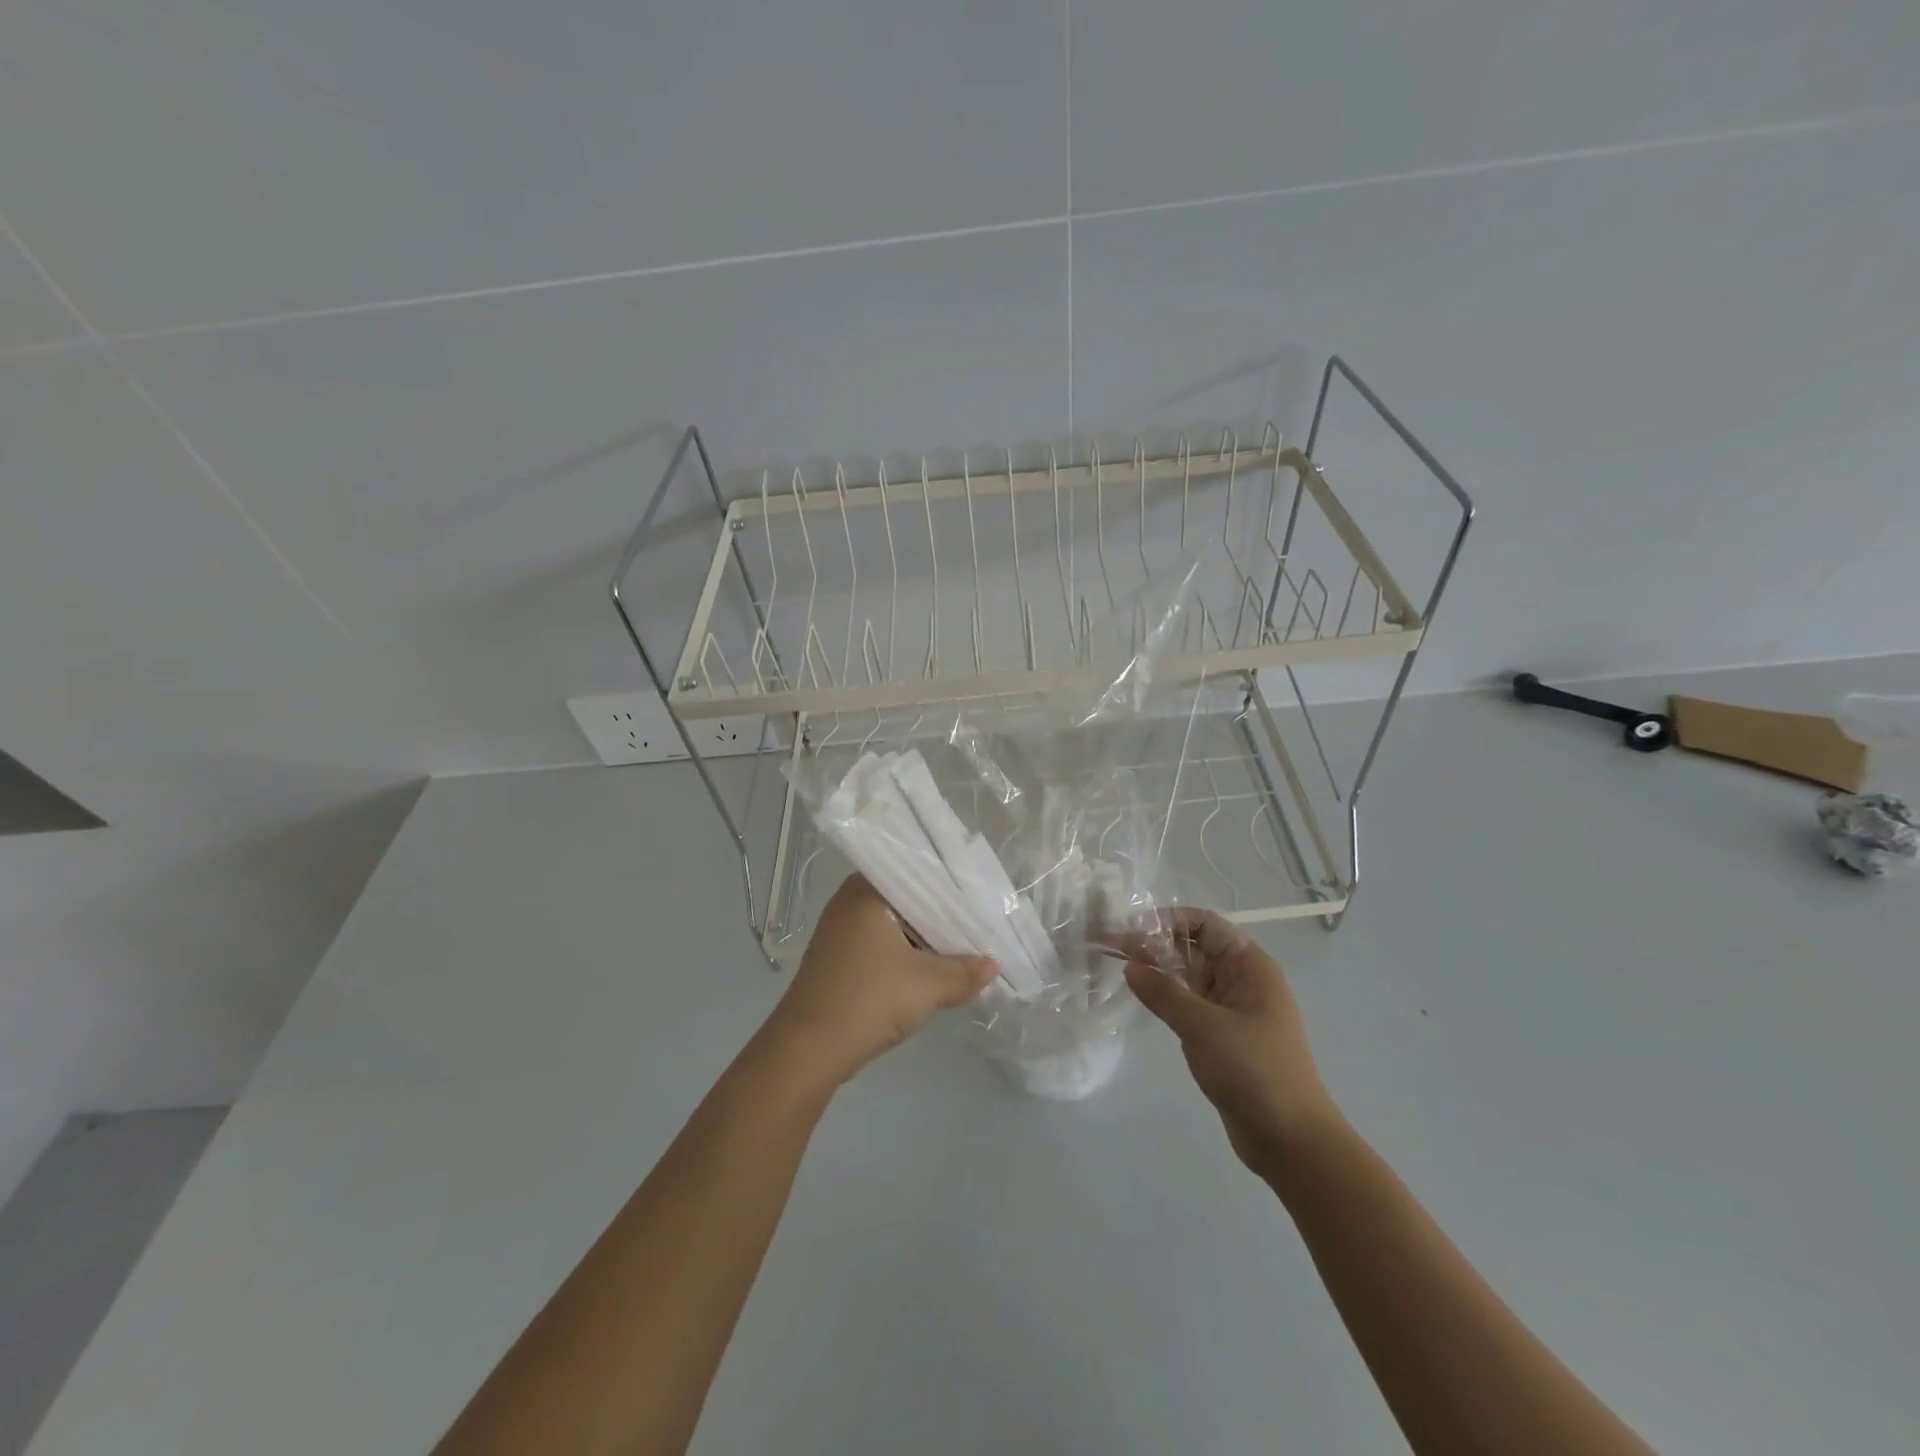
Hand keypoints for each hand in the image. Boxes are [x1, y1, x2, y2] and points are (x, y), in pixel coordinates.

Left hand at [760, 875, 998, 1085]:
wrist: (808, 1050)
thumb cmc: (868, 1000)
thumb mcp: (927, 986)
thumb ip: (965, 973)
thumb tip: (993, 967)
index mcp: (867, 890)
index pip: (919, 874)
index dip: (954, 887)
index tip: (984, 896)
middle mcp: (851, 901)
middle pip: (909, 900)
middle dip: (943, 916)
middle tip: (982, 920)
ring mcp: (842, 930)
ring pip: (897, 925)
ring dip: (926, 939)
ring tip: (967, 944)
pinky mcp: (840, 957)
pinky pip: (884, 944)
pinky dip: (908, 954)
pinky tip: (934, 967)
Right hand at [1117, 908, 1340, 1180]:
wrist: (1291, 1141)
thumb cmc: (1254, 1071)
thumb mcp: (1204, 1026)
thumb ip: (1164, 993)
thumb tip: (1130, 967)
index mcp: (1250, 966)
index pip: (1206, 924)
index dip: (1169, 920)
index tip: (1132, 926)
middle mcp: (1243, 980)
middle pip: (1195, 947)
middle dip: (1156, 943)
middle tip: (1112, 946)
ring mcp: (1233, 1009)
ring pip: (1190, 975)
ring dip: (1158, 968)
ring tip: (1118, 965)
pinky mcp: (1223, 1036)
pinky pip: (1190, 1003)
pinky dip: (1166, 995)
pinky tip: (1141, 996)